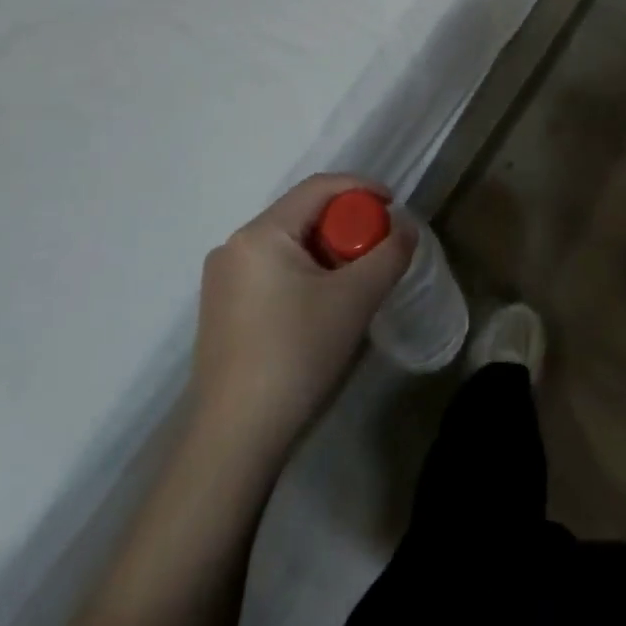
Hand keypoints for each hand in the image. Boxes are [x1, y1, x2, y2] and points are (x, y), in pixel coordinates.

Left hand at [190, 174, 414, 452]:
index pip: (318, 187)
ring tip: (354, 282)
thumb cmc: (297, 354)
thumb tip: (405, 228)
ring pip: (288, 244)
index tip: (395, 207)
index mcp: (260, 234)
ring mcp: (222, 280)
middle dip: (346, 225)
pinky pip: (272, 270)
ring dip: (327, 251)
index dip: (362, 188)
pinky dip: (304, 273)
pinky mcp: (221, 309)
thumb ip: (389, 253)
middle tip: (377, 251)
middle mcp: (233, 247)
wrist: (235, 438)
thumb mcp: (356, 299)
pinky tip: (321, 306)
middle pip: (302, 214)